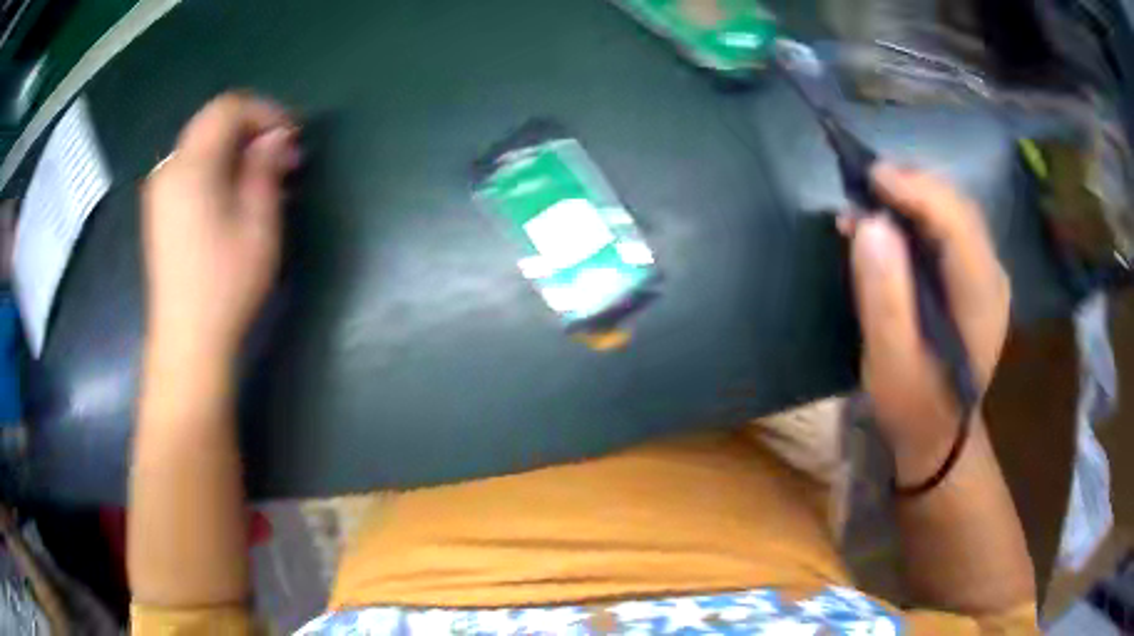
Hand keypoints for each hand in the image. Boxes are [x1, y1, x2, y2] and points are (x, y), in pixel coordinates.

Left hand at [143, 93, 299, 361]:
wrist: (187, 342)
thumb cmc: (226, 284)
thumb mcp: (258, 223)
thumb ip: (265, 168)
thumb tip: (275, 136)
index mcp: (191, 166)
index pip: (229, 107)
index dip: (265, 112)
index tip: (291, 138)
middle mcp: (169, 169)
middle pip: (213, 122)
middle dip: (252, 129)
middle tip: (283, 158)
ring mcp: (160, 191)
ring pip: (203, 144)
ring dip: (237, 149)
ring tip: (265, 178)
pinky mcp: (160, 211)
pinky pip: (191, 169)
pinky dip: (218, 167)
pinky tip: (236, 195)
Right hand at [840, 164, 1009, 482]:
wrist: (940, 438)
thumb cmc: (914, 408)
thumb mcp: (889, 363)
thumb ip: (884, 296)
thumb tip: (870, 223)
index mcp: (981, 299)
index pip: (956, 222)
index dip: (915, 190)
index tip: (870, 176)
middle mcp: (993, 276)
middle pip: (957, 207)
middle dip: (912, 185)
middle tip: (864, 182)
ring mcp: (987, 275)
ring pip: (953, 212)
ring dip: (912, 196)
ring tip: (869, 198)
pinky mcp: (975, 278)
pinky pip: (949, 229)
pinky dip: (918, 215)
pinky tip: (888, 222)